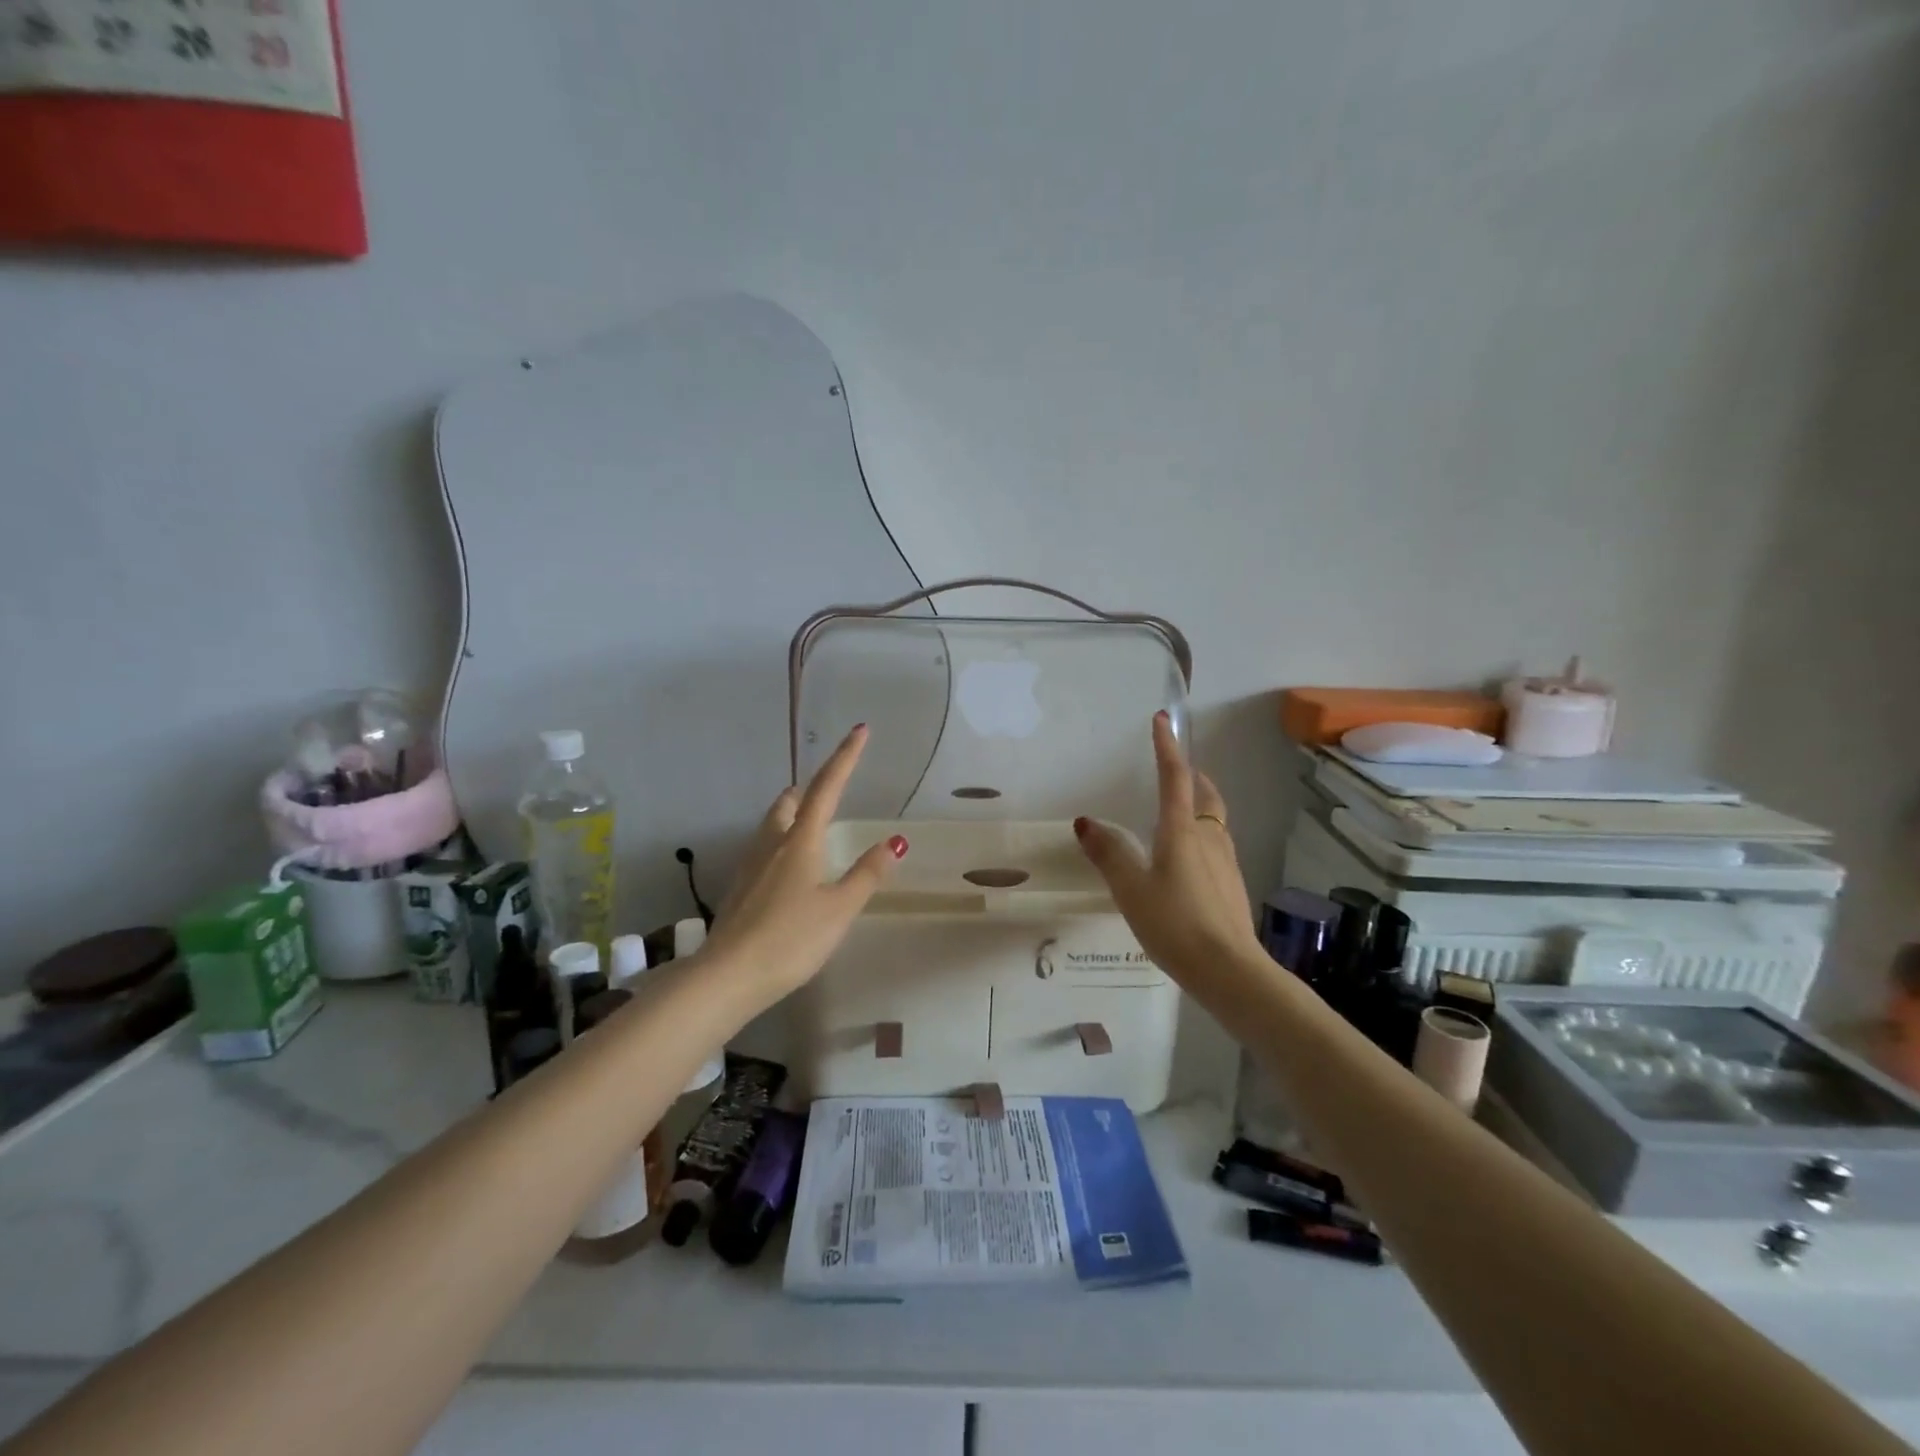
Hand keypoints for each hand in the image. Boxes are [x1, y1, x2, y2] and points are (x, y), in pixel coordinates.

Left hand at [703, 725, 907, 1007]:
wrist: (728, 976)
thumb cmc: (791, 939)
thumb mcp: (839, 908)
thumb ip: (867, 874)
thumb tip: (895, 840)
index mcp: (801, 841)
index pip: (827, 788)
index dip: (845, 757)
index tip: (860, 730)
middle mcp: (772, 844)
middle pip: (789, 803)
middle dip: (810, 789)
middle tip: (828, 788)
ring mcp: (750, 866)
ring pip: (772, 825)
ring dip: (791, 814)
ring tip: (808, 823)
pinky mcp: (739, 889)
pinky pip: (762, 850)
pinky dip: (780, 843)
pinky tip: (786, 868)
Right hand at [1073, 713, 1261, 987]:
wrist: (1229, 970)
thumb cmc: (1175, 923)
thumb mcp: (1131, 889)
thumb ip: (1109, 854)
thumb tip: (1086, 822)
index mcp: (1181, 832)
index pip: (1174, 778)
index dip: (1167, 747)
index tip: (1162, 720)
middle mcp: (1208, 839)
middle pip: (1205, 796)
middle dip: (1193, 776)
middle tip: (1178, 769)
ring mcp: (1226, 863)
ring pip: (1214, 822)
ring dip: (1199, 806)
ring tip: (1180, 812)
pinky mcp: (1232, 886)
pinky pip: (1216, 847)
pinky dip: (1202, 836)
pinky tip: (1188, 861)